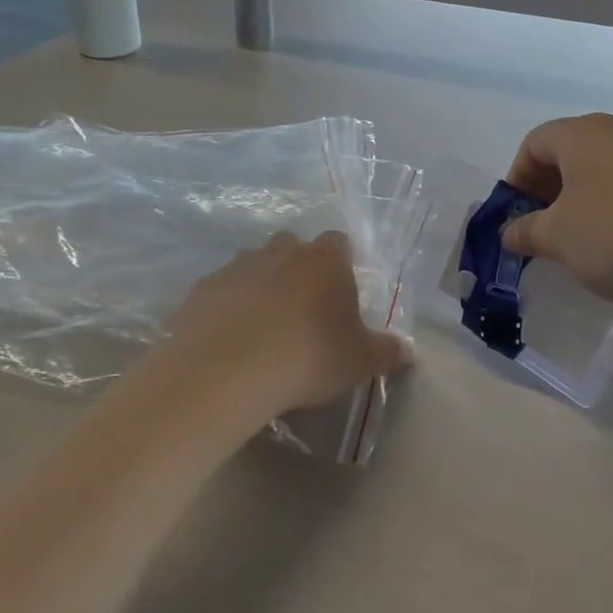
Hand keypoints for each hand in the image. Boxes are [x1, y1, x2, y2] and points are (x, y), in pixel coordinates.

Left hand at [147, 232, 410, 444]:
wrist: (228, 369)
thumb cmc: (308, 358)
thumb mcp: (358, 361)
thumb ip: (386, 351)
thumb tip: (409, 349)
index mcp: (324, 261)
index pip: (339, 244)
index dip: (341, 265)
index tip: (340, 294)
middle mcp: (281, 252)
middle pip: (293, 246)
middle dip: (298, 268)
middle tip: (302, 309)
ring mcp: (238, 265)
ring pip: (254, 264)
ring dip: (260, 285)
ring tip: (263, 326)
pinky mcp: (203, 287)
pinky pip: (221, 290)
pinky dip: (227, 306)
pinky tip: (229, 338)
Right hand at [502, 113, 612, 309]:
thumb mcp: (558, 239)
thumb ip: (526, 231)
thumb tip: (510, 232)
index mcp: (582, 135)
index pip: (534, 143)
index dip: (517, 179)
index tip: (517, 216)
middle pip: (570, 153)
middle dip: (549, 191)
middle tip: (545, 230)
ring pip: (605, 170)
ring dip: (584, 201)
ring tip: (585, 241)